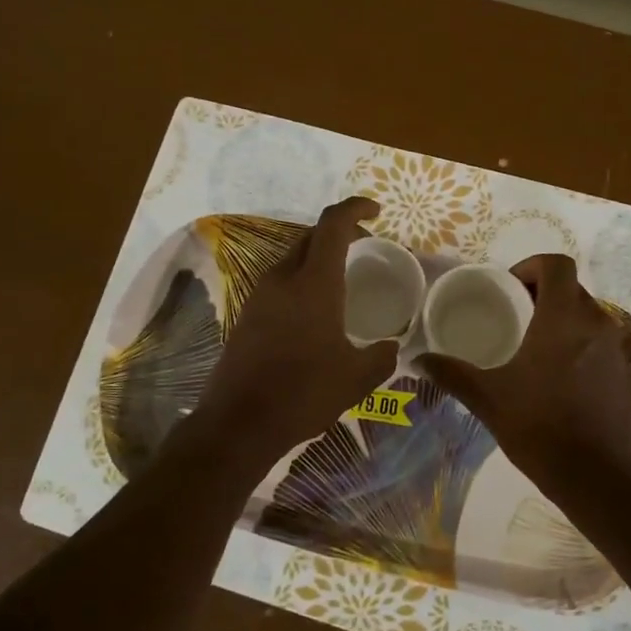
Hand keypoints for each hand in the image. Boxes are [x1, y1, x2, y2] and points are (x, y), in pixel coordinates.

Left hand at [189, 197, 398, 459]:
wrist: (239, 423)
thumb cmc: (303, 393)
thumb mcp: (356, 378)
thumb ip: (381, 356)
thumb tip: (391, 348)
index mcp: (314, 283)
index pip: (333, 224)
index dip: (355, 208)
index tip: (376, 211)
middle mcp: (283, 279)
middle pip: (310, 236)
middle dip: (339, 231)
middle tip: (364, 244)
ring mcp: (259, 296)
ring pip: (292, 257)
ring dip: (317, 256)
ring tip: (342, 277)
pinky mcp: (247, 315)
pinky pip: (279, 281)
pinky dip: (301, 279)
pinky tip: (314, 309)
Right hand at [422, 254, 630, 495]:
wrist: (601, 479)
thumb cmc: (541, 428)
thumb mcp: (489, 399)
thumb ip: (453, 374)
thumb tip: (418, 360)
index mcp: (563, 319)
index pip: (557, 265)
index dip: (531, 266)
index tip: (508, 288)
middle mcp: (597, 324)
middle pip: (571, 288)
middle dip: (542, 294)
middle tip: (513, 316)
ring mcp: (617, 350)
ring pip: (587, 316)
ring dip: (561, 320)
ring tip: (531, 347)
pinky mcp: (627, 374)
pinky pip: (599, 343)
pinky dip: (578, 345)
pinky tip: (556, 378)